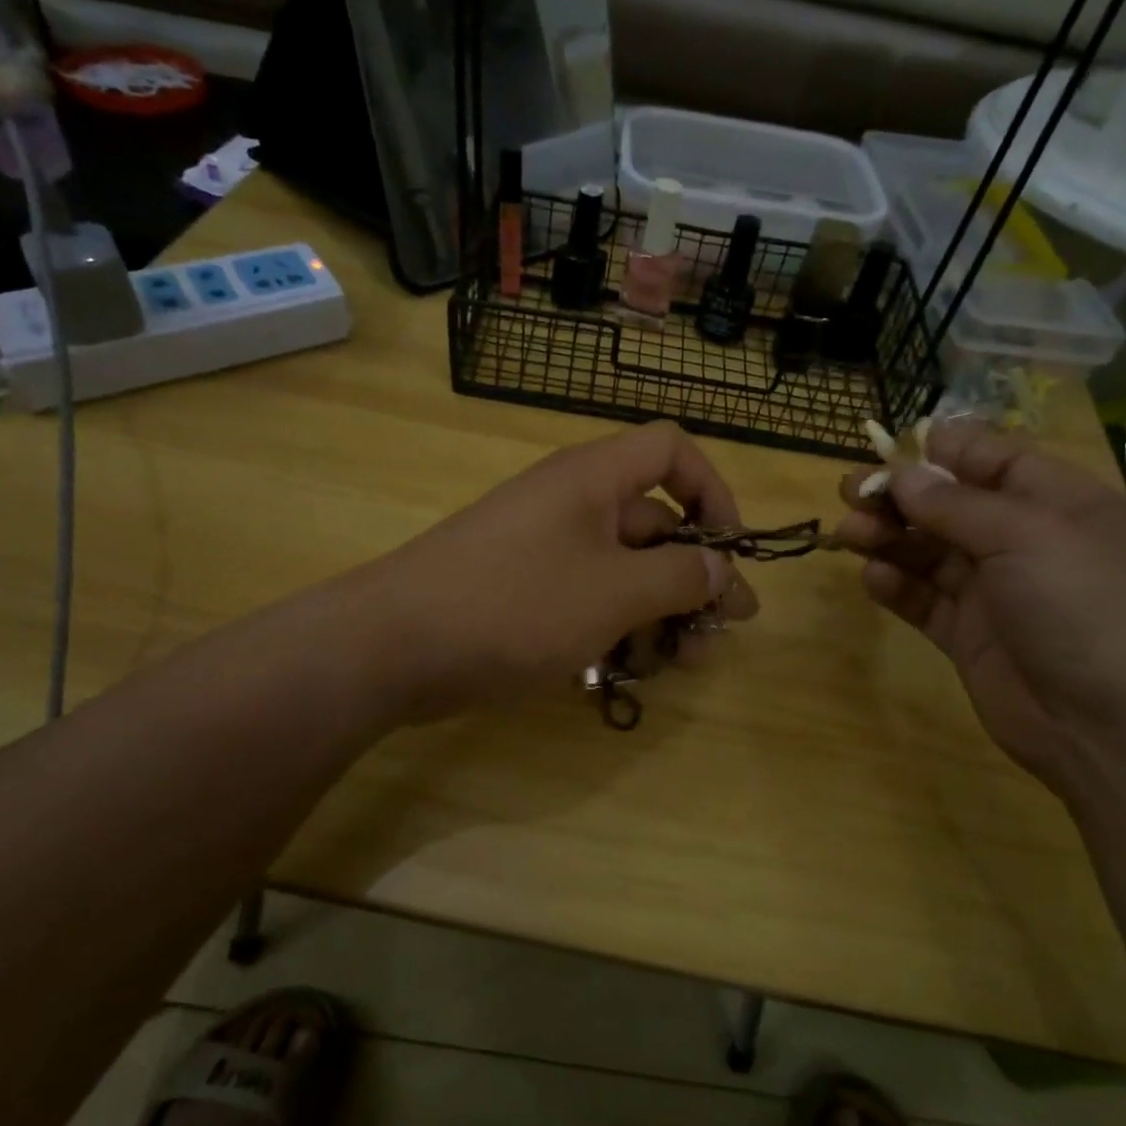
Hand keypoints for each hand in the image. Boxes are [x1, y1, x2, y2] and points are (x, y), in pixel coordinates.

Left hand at [356, 422, 758, 721]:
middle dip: (694, 579)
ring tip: (678, 666)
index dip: (712, 490)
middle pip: (654, 524)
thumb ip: (681, 577)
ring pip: (622, 572)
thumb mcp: (615, 592)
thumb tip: (722, 567)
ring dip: (658, 615)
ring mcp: (544, 551)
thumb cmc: (517, 604)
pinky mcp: (523, 593)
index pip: (671, 450)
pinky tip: (625, 674)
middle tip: (720, 635)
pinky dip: (613, 631)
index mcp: (594, 479)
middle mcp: (572, 504)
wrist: (396, 646)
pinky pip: (586, 600)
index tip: (729, 550)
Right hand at [834, 423, 1125, 797]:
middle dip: (899, 495)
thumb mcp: (1027, 538)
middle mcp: (1023, 542)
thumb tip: (903, 474)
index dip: (942, 451)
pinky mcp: (968, 636)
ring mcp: (994, 592)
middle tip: (850, 494)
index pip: (993, 459)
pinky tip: (874, 578)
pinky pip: (923, 600)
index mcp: (1056, 503)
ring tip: (849, 535)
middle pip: (949, 505)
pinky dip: (896, 585)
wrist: (1120, 731)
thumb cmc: (1088, 609)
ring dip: (888, 537)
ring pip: (928, 551)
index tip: (889, 450)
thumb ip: (957, 505)